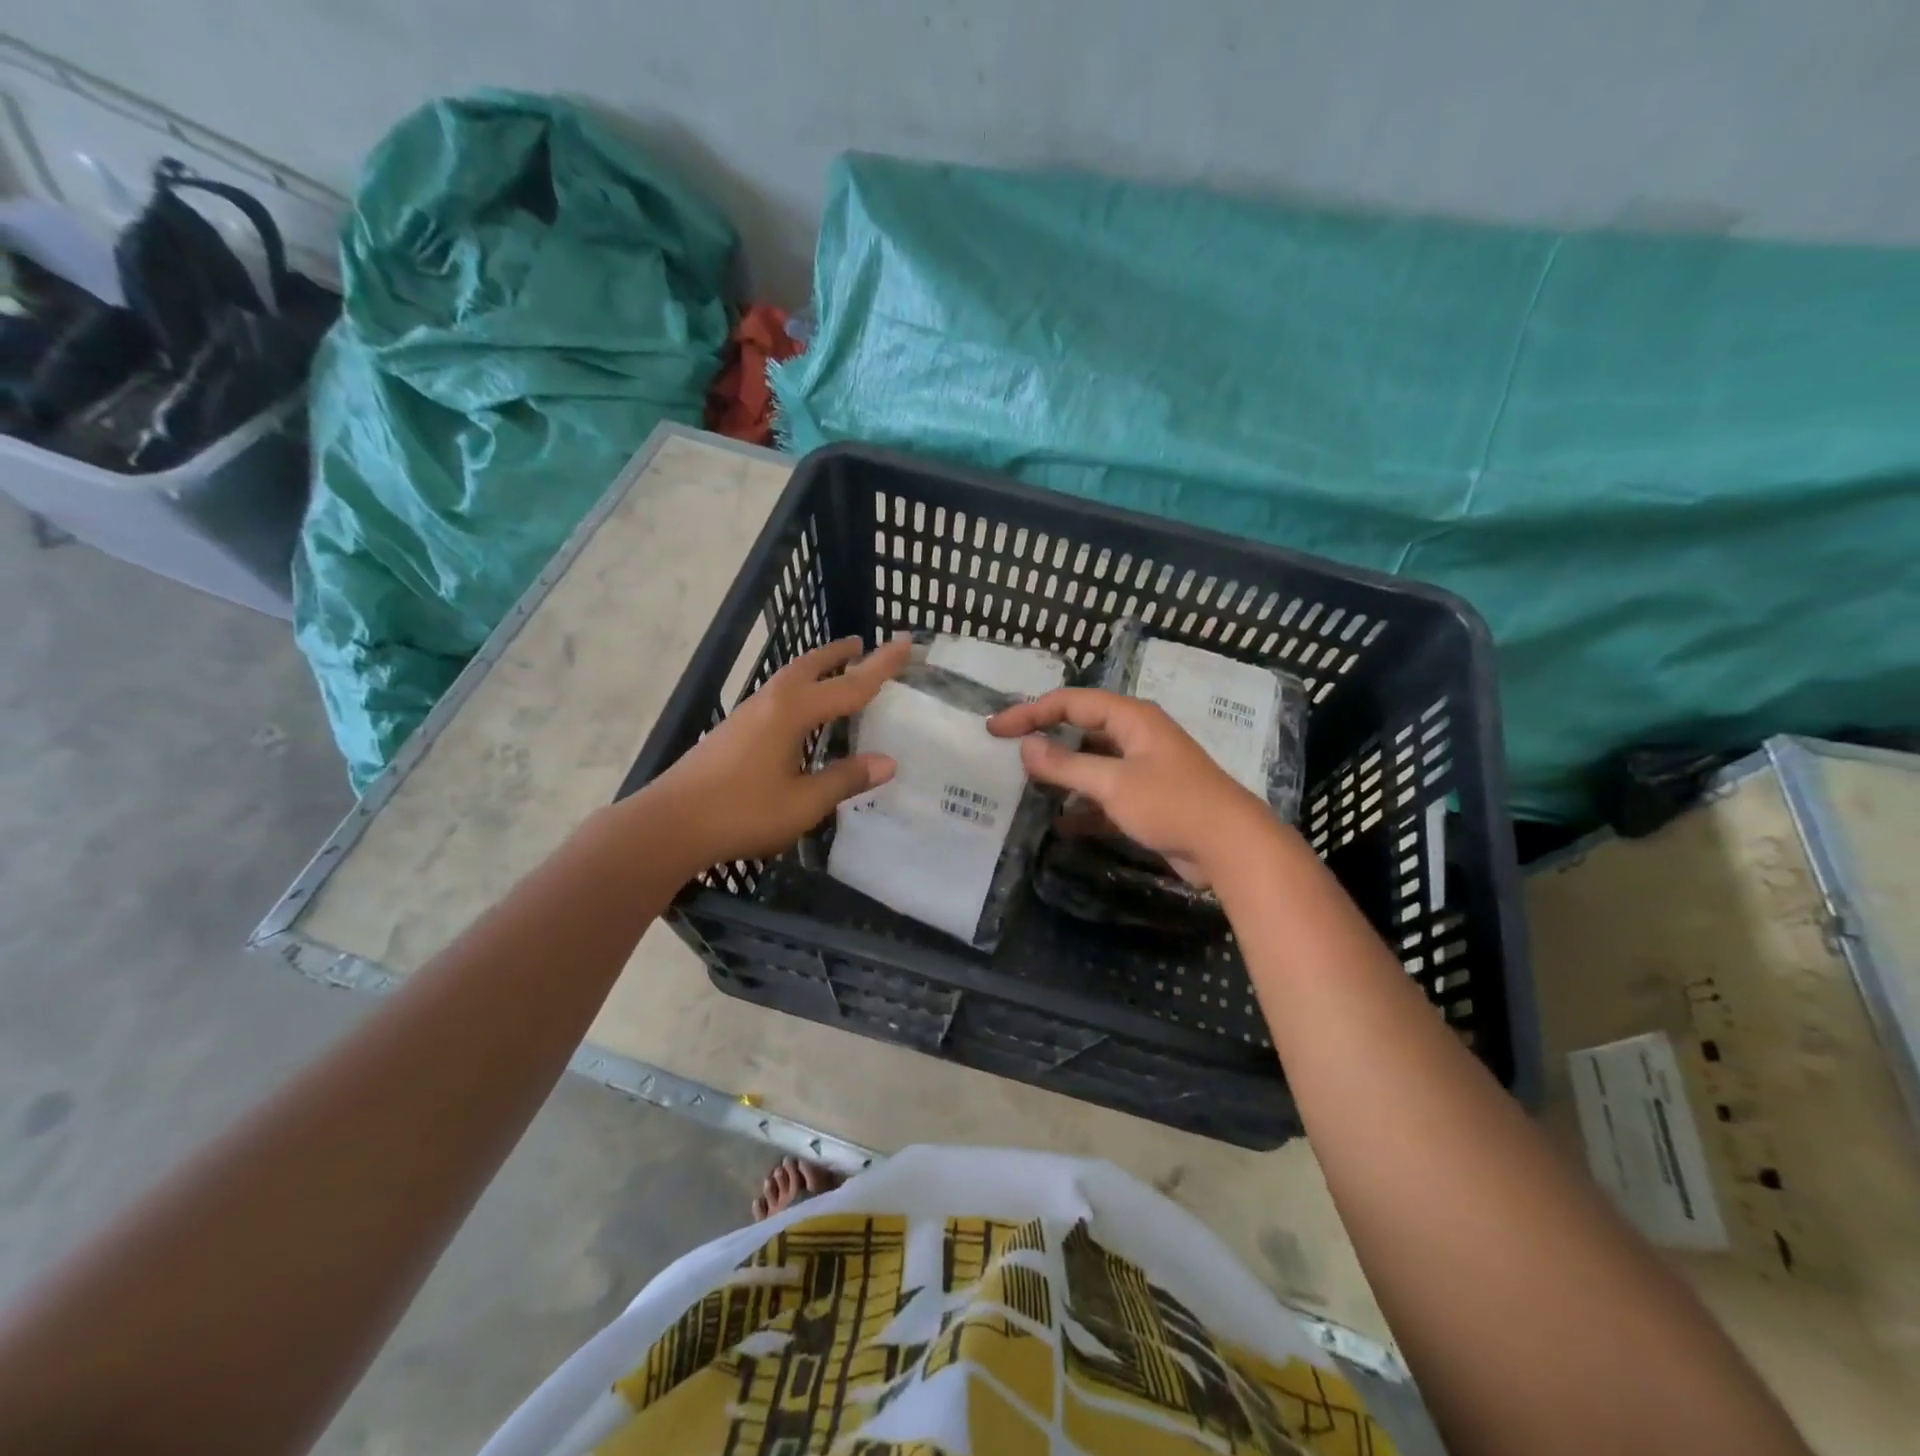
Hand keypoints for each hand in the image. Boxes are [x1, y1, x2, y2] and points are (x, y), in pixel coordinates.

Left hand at [649, 636, 910, 866]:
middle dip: (839, 654)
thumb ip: (845, 779)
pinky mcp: (733, 730)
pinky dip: (800, 689)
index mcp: (793, 712)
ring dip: (816, 668)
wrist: (668, 825)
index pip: (849, 685)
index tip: (905, 640)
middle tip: (862, 645)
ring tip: (836, 670)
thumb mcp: (803, 803)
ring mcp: (747, 714)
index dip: (881, 665)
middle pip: (811, 666)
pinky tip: (800, 713)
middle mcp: (770, 702)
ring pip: (789, 678)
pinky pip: (777, 695)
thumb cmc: (741, 812)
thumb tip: (888, 762)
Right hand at [987, 688, 1275, 886]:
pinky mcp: (1148, 800)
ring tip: (1027, 788)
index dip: (1030, 712)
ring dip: (1063, 776)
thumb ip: (1066, 765)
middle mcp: (1137, 736)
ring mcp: (1144, 769)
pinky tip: (1060, 824)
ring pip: (1092, 764)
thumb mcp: (1113, 783)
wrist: (1231, 847)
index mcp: (1131, 718)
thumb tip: (1025, 747)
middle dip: (1046, 740)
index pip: (1071, 703)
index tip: (995, 729)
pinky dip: (1083, 806)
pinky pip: (1105, 795)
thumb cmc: (1172, 804)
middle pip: (1081, 729)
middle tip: (1008, 753)